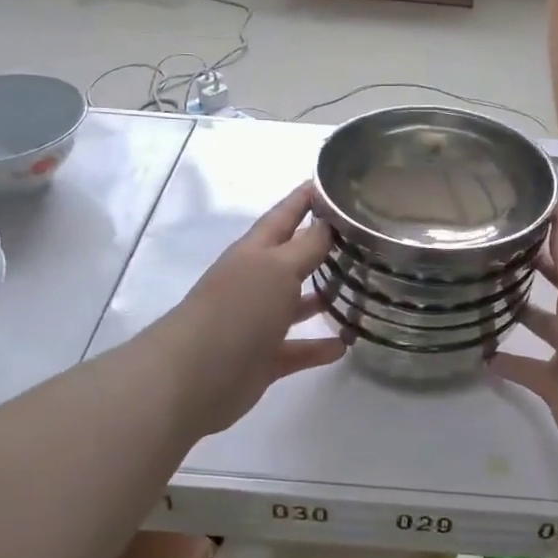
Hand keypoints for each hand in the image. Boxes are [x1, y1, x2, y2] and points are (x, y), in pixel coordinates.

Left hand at [154, 184, 345, 438]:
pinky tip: (345, 345)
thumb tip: (329, 223)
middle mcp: (256, 282)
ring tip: (360, 290)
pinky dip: (319, 347)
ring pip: (296, 304)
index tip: (332, 181)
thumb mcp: (278, 268)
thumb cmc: (239, 309)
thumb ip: (307, 246)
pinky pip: (298, 349)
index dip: (306, 198)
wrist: (196, 375)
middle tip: (361, 238)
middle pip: (292, 258)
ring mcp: (258, 321)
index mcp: (255, 252)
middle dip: (321, 247)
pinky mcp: (264, 359)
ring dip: (323, 297)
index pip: (285, 215)